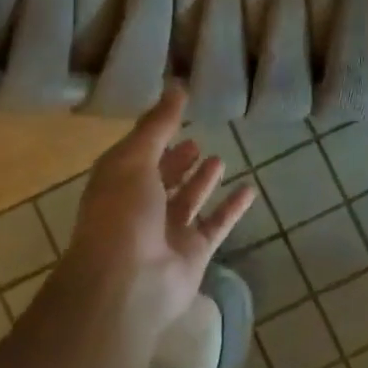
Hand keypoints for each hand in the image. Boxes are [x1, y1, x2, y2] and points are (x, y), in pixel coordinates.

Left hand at [58, 86, 256, 331]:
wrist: (128, 282)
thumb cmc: (122, 213)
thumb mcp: (135, 158)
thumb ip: (158, 124)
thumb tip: (177, 86)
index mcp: (118, 183)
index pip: (138, 154)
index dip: (155, 136)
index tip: (177, 115)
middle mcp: (140, 207)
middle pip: (162, 179)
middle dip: (177, 161)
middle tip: (197, 142)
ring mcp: (167, 232)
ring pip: (189, 201)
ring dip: (202, 181)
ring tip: (219, 159)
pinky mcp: (194, 252)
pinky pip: (216, 224)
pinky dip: (232, 208)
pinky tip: (249, 189)